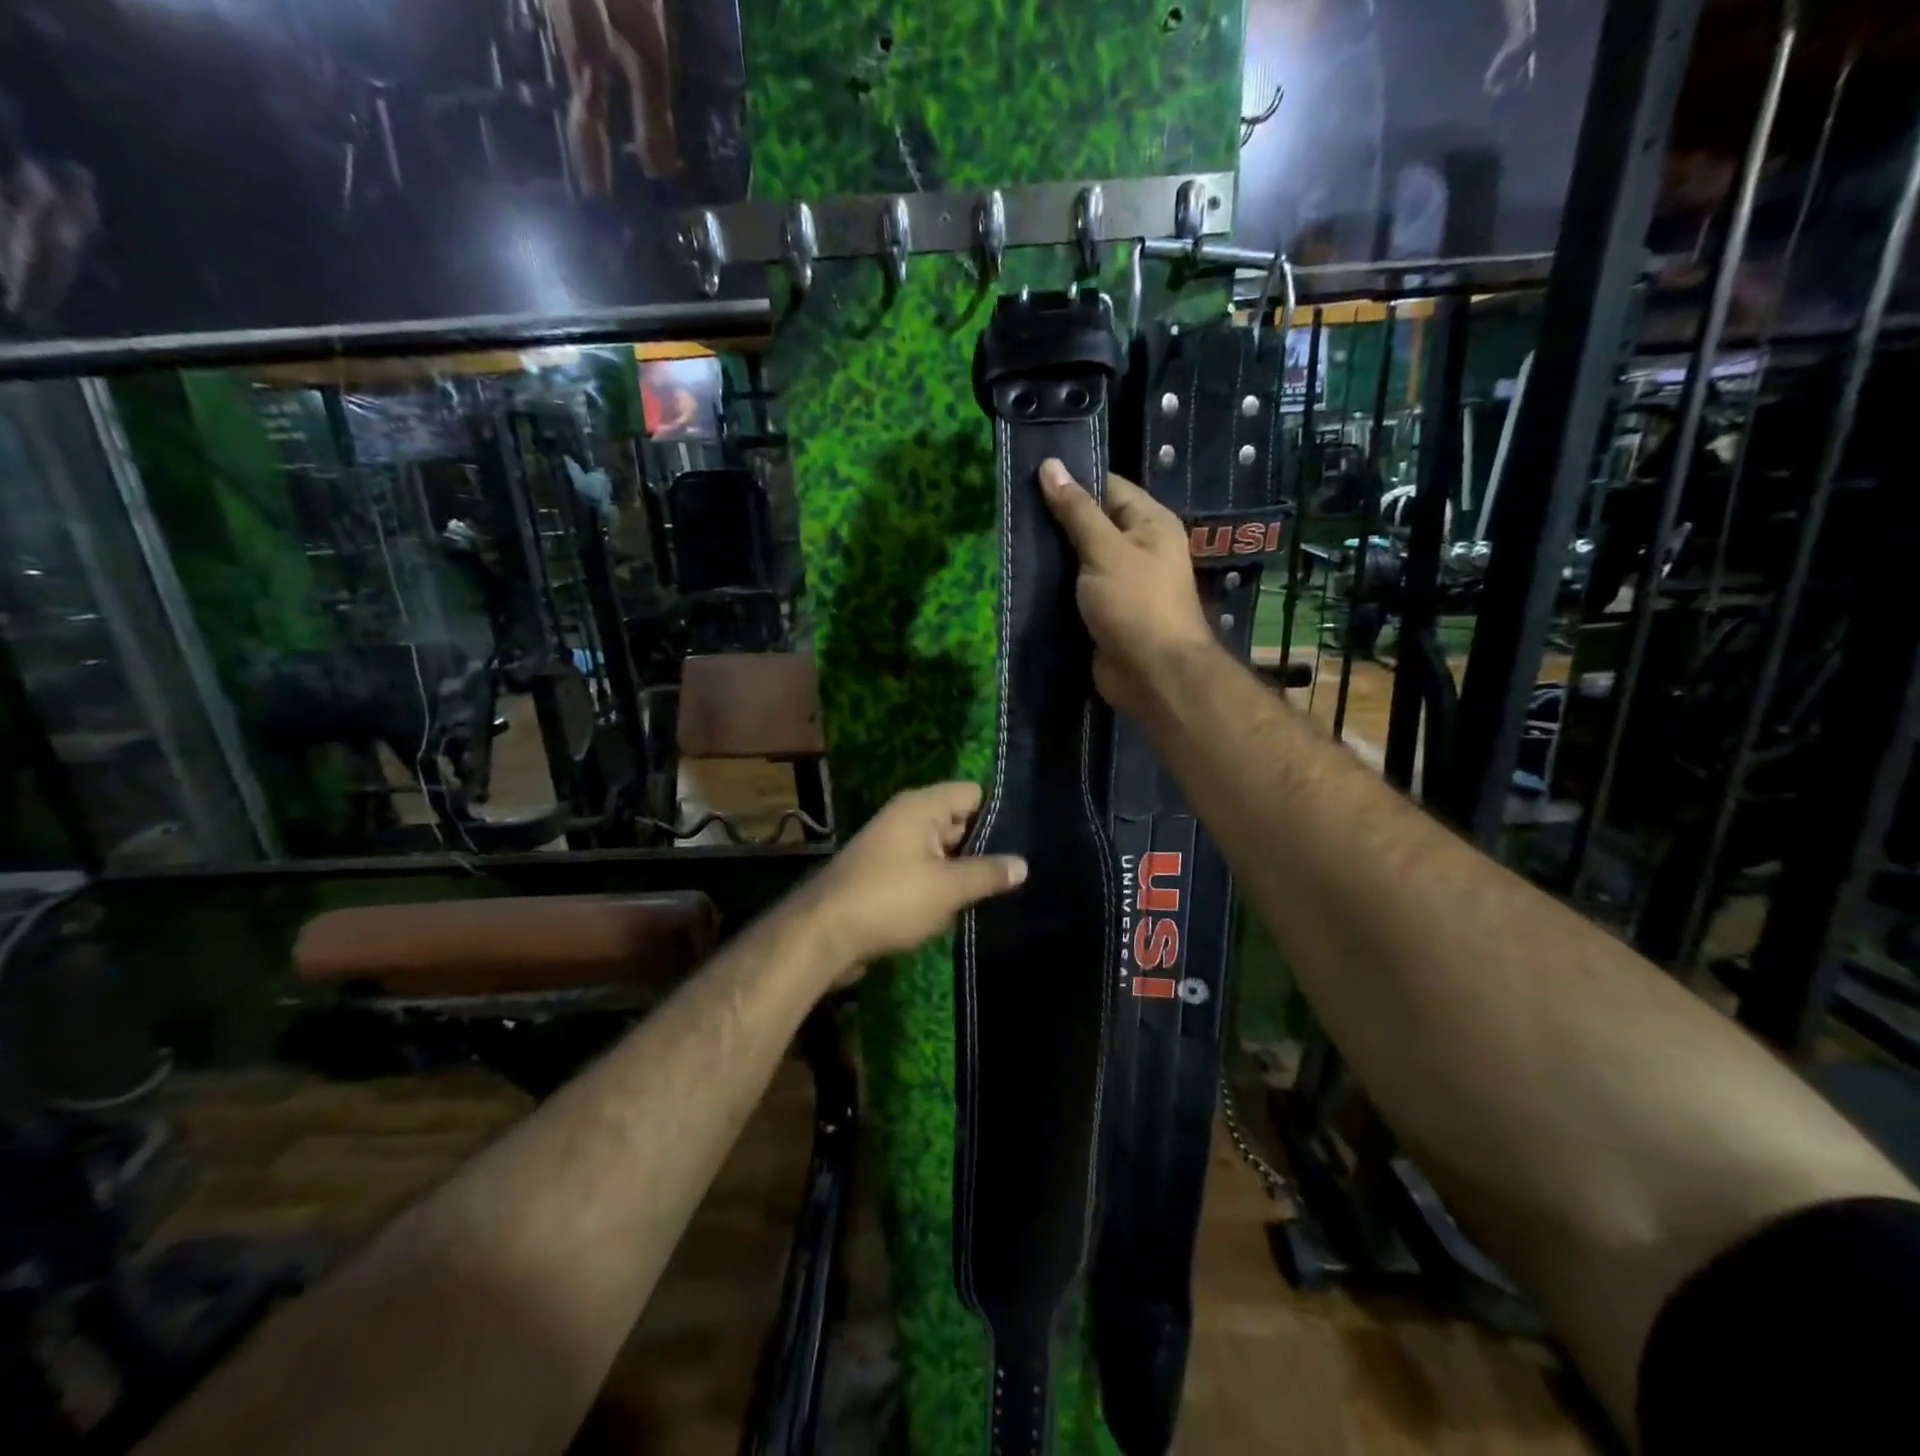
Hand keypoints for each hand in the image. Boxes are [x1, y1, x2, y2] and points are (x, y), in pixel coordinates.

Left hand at [806, 782, 1026, 973]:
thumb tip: (1023, 865)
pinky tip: (968, 907)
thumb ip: (987, 874)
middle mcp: (906, 819)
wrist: (823, 934)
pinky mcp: (885, 876)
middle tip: (1022, 870)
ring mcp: (893, 848)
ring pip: (942, 851)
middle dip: (986, 846)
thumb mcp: (947, 888)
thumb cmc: (890, 899)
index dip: (999, 813)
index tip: (1028, 838)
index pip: (972, 793)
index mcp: (920, 807)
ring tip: (1004, 890)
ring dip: (964, 870)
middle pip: (958, 822)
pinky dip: (943, 885)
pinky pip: (925, 872)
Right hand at [1038, 458, 1215, 717]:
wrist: (1152, 674)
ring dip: (1052, 554)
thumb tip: (1050, 465)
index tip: (1030, 476)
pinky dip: (1054, 585)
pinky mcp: (1104, 612)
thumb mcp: (1104, 550)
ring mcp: (1120, 582)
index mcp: (1149, 523)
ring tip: (1011, 539)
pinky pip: (1075, 589)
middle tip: (1012, 509)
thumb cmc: (1136, 604)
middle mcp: (1138, 548)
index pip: (1108, 486)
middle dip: (1056, 519)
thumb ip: (1076, 510)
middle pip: (1091, 522)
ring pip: (1079, 558)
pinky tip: (1023, 576)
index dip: (1072, 479)